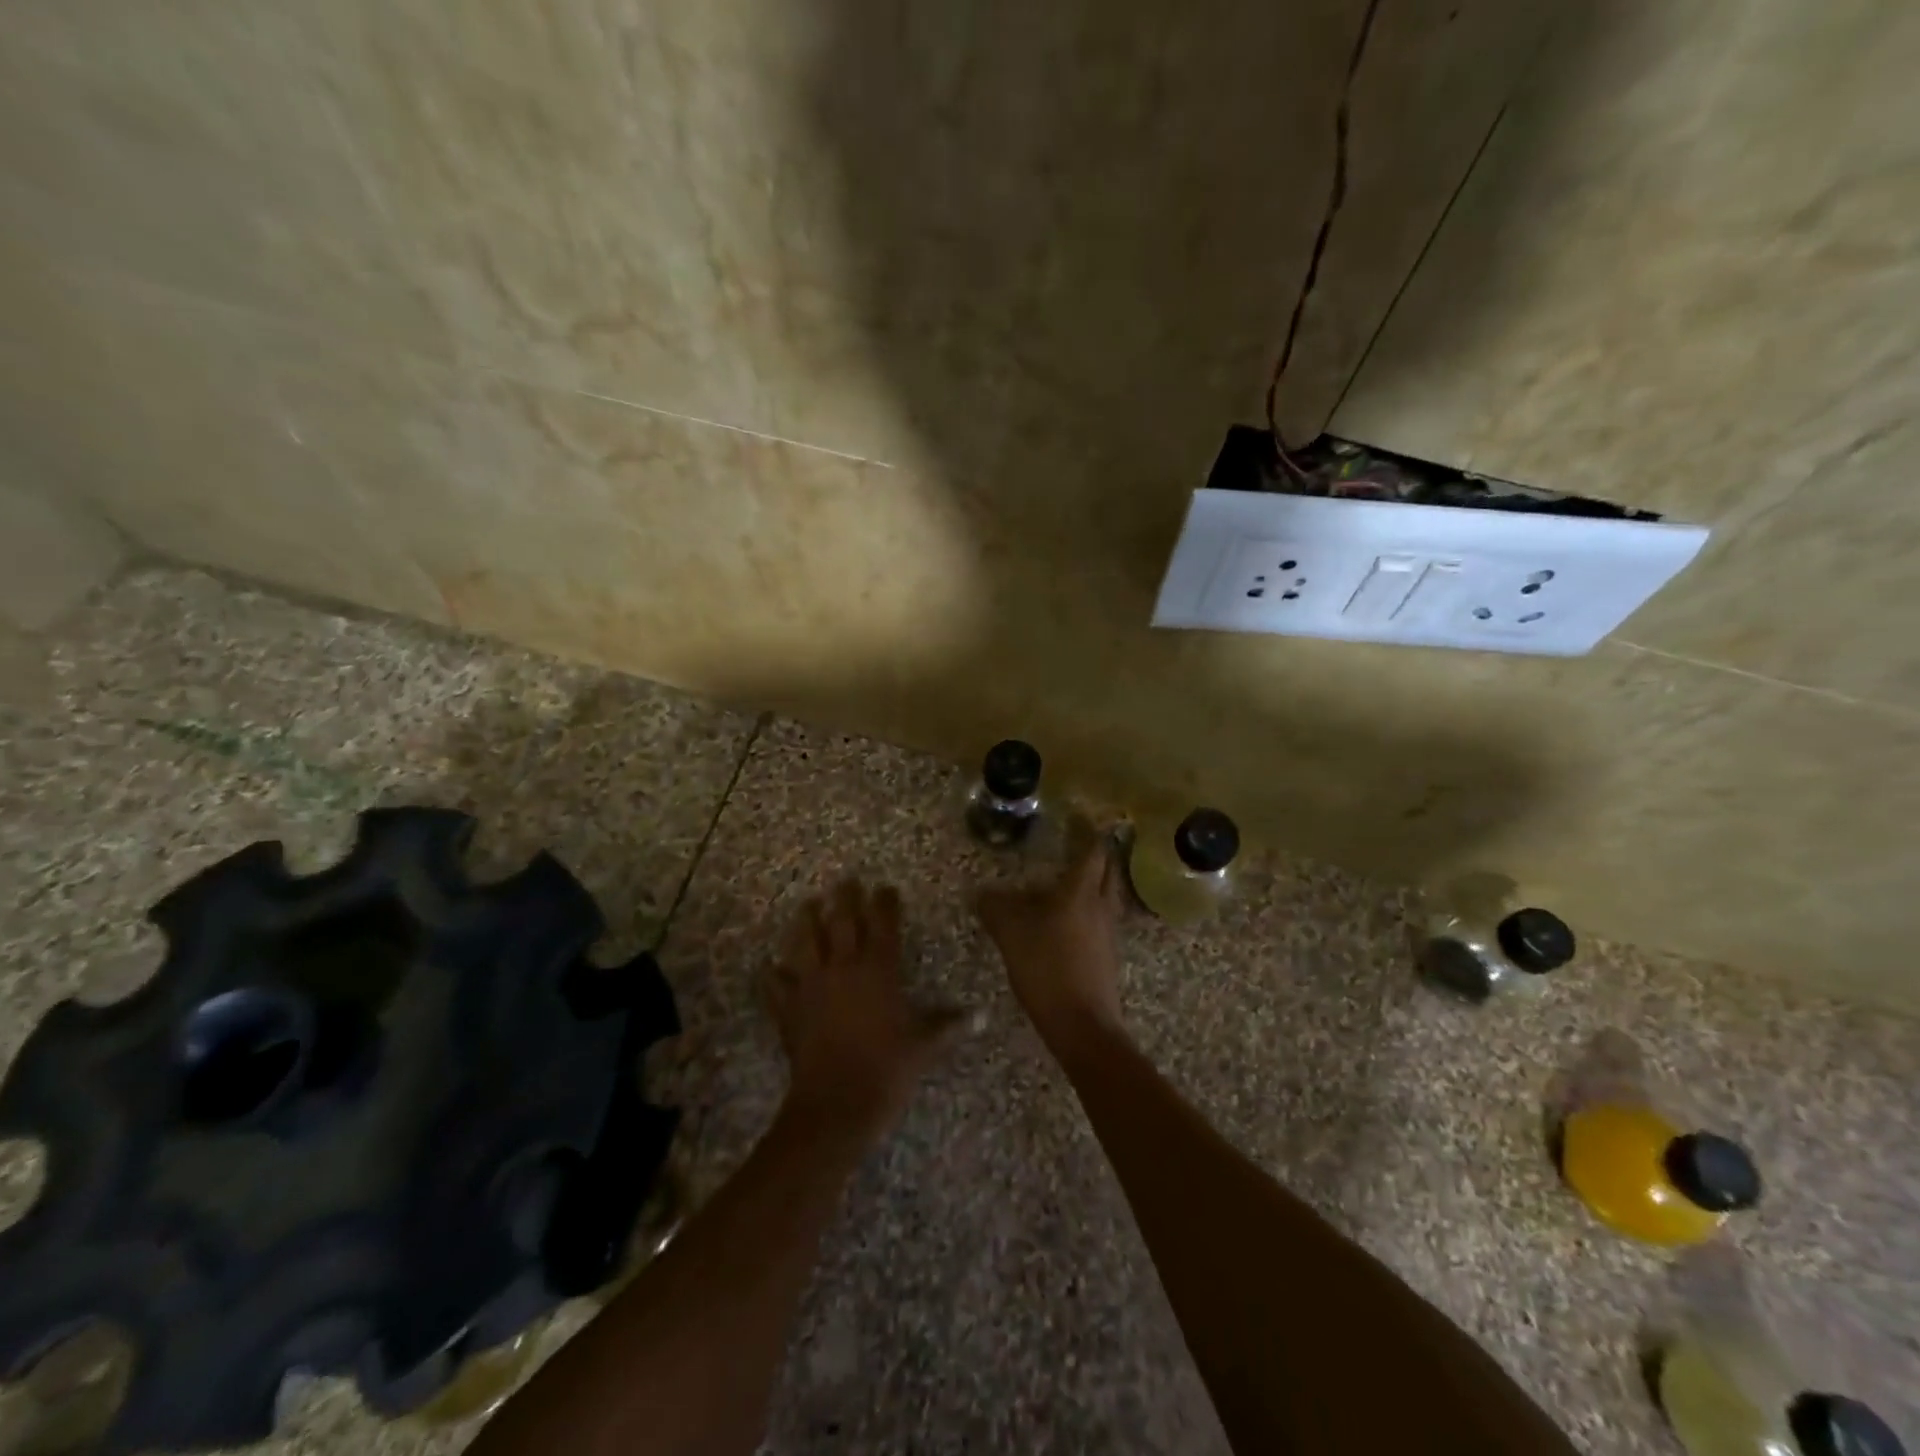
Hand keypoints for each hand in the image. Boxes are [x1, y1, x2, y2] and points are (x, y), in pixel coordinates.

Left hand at [767, 880, 960, 1137]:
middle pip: (842, 922)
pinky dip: (773, 975)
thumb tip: (981, 1017)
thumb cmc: (887, 1069)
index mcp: (878, 971)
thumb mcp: (924, 1046)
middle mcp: (843, 968)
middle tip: (846, 881)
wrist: (836, 1104)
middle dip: (845, 898)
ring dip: (807, 921)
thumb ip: (949, 1026)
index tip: (886, 888)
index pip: (883, 925)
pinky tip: (769, 967)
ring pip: (806, 942)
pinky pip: (776, 985)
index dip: (885, 904)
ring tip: (807, 904)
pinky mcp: (789, 1009)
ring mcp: (812, 986)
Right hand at [975, 835, 1125, 1052]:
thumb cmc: (1047, 969)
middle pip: (1108, 870)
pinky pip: (1104, 918)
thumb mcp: (1011, 935)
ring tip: (1078, 876)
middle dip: (1098, 853)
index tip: (1081, 816)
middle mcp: (1101, 906)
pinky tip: (1075, 917)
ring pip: (1109, 895)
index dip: (1088, 831)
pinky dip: (1093, 907)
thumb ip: (995, 908)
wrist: (1082, 1024)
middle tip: (1081, 842)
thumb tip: (980, 892)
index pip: (1092, 851)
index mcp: (1080, 893)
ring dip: (1098, 881)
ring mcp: (1109, 932)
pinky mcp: (1108, 954)